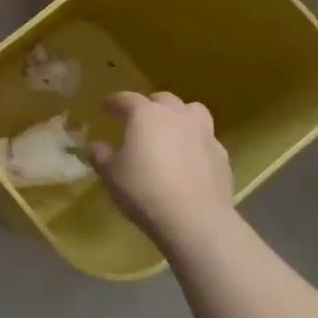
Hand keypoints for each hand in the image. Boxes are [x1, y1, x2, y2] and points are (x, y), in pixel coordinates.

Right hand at [89, 92, 238, 257]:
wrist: (194, 219)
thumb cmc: (144, 189)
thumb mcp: (111, 174)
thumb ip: (101, 155)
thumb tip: (95, 146)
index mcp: (146, 115)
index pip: (126, 98)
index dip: (113, 103)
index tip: (104, 109)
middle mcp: (177, 116)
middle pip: (163, 99)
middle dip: (149, 106)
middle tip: (138, 121)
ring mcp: (204, 134)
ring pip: (193, 112)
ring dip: (179, 116)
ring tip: (170, 132)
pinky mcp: (221, 155)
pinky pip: (206, 139)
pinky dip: (195, 143)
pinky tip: (188, 160)